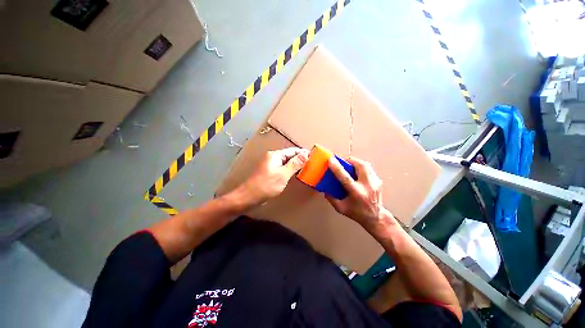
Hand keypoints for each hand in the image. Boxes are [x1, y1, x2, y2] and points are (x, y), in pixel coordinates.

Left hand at [240, 147, 308, 205]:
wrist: (248, 197)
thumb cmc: (266, 185)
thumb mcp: (283, 174)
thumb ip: (295, 164)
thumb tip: (306, 154)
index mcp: (275, 155)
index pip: (292, 151)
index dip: (303, 153)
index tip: (314, 156)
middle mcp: (272, 158)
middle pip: (289, 156)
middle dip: (300, 159)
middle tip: (312, 164)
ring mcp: (270, 165)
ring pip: (285, 163)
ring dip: (295, 165)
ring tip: (306, 169)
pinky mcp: (269, 173)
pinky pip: (282, 168)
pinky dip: (289, 170)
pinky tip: (295, 174)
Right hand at [326, 157, 395, 229]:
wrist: (376, 218)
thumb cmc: (357, 213)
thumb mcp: (341, 208)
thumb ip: (331, 198)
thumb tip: (325, 189)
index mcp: (357, 193)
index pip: (345, 177)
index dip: (337, 168)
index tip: (331, 160)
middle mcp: (367, 186)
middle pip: (360, 166)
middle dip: (350, 161)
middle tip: (343, 161)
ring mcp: (375, 183)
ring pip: (366, 165)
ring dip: (356, 163)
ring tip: (350, 165)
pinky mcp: (379, 181)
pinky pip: (369, 169)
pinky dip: (362, 168)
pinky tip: (358, 173)